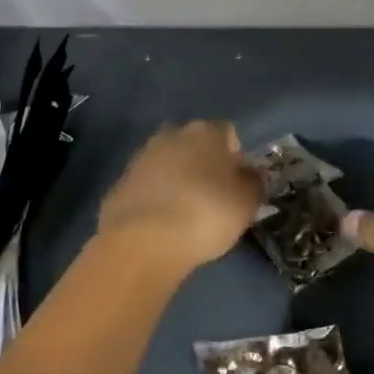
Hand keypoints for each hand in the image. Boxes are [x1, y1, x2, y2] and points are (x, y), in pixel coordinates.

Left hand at [96, 121, 263, 283]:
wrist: (143, 241)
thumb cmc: (207, 213)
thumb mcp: (248, 201)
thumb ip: (254, 181)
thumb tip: (250, 173)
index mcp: (207, 131)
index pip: (229, 134)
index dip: (236, 159)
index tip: (236, 186)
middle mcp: (173, 134)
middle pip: (195, 145)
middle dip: (203, 164)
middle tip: (211, 197)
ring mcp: (142, 157)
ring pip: (168, 163)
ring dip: (176, 180)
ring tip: (184, 213)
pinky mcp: (119, 182)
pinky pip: (147, 186)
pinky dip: (155, 198)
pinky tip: (160, 224)